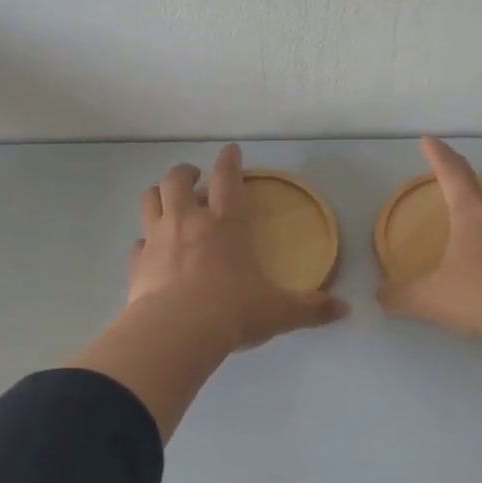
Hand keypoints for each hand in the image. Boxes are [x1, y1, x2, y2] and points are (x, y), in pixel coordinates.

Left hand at [72, 144, 347, 441]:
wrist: (176, 333)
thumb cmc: (232, 311)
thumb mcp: (278, 311)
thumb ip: (310, 308)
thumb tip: (344, 310)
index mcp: (225, 224)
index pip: (227, 179)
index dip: (229, 160)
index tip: (230, 150)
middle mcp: (188, 222)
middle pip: (176, 180)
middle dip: (185, 173)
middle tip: (193, 178)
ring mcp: (158, 240)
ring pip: (150, 200)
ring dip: (158, 195)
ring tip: (167, 202)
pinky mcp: (137, 264)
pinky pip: (137, 242)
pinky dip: (145, 240)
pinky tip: (151, 251)